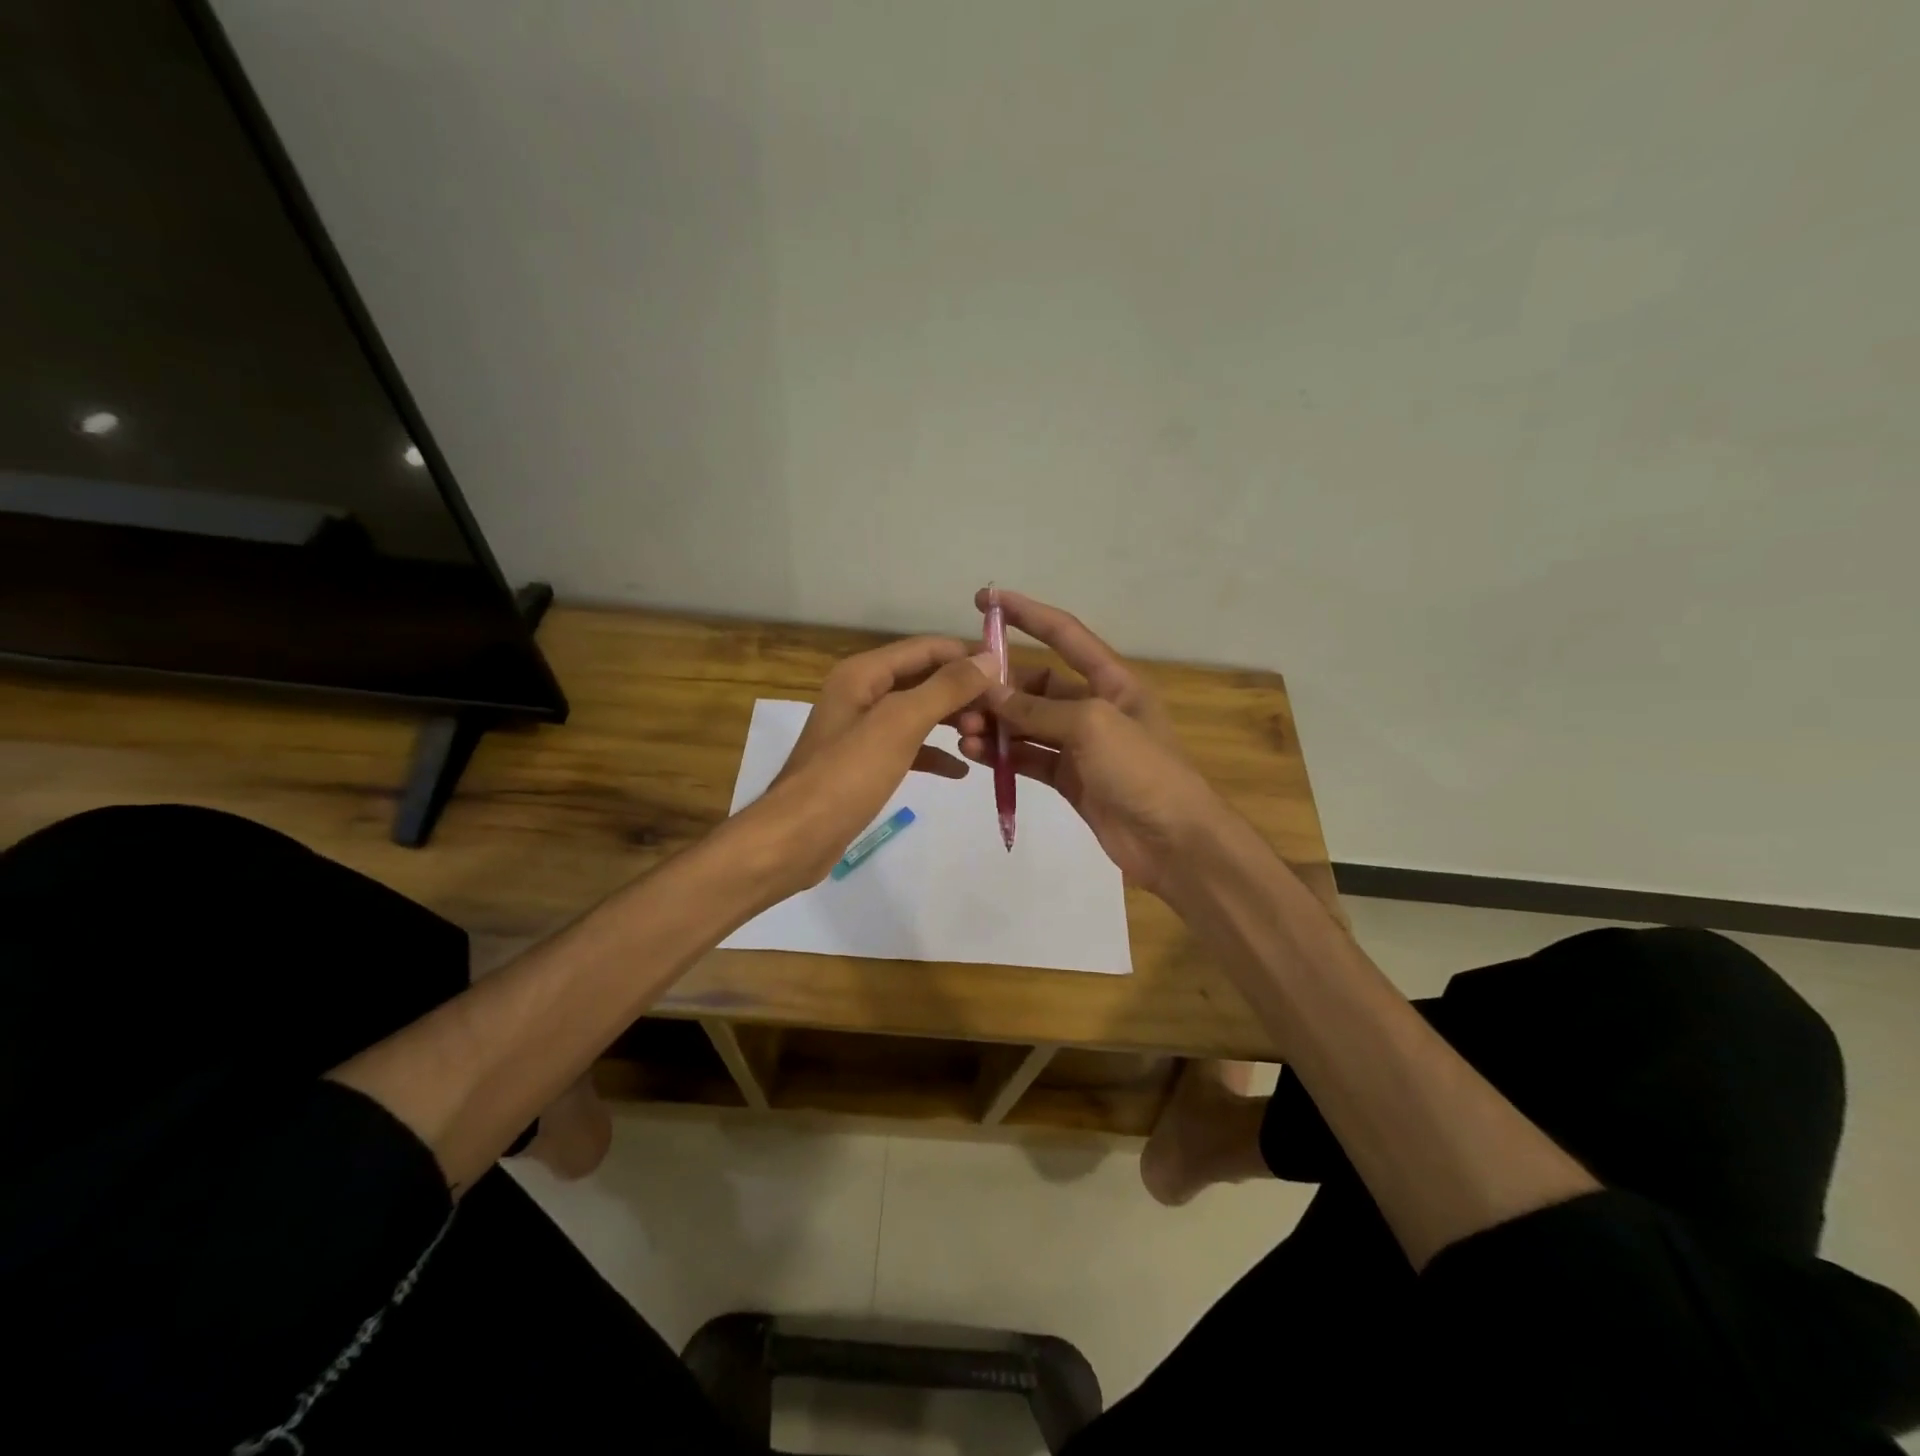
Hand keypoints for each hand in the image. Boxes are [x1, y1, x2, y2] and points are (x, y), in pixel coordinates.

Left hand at [743, 636, 996, 892]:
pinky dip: (935, 754)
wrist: (796, 838)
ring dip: (952, 722)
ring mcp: (862, 730)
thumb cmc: (847, 775)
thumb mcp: (900, 724)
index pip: (926, 648)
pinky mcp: (866, 764)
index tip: (1008, 674)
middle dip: (963, 693)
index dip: (966, 656)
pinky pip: (909, 747)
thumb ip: (945, 689)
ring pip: (919, 714)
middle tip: (1001, 716)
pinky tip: (961, 770)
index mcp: (864, 674)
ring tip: (986, 739)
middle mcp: (862, 694)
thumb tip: (988, 659)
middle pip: (924, 680)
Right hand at [953, 589, 1228, 896]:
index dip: (1026, 613)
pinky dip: (1001, 755)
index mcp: (1112, 681)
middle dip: (999, 687)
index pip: (1064, 634)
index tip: (985, 599)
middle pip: (1037, 685)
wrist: (1174, 843)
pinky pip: (1028, 757)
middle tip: (960, 696)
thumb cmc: (1142, 770)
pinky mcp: (1069, 779)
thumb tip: (990, 694)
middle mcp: (1094, 707)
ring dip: (995, 724)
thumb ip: (1038, 709)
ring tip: (962, 730)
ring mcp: (1080, 746)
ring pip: (1027, 724)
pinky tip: (973, 753)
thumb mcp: (1092, 726)